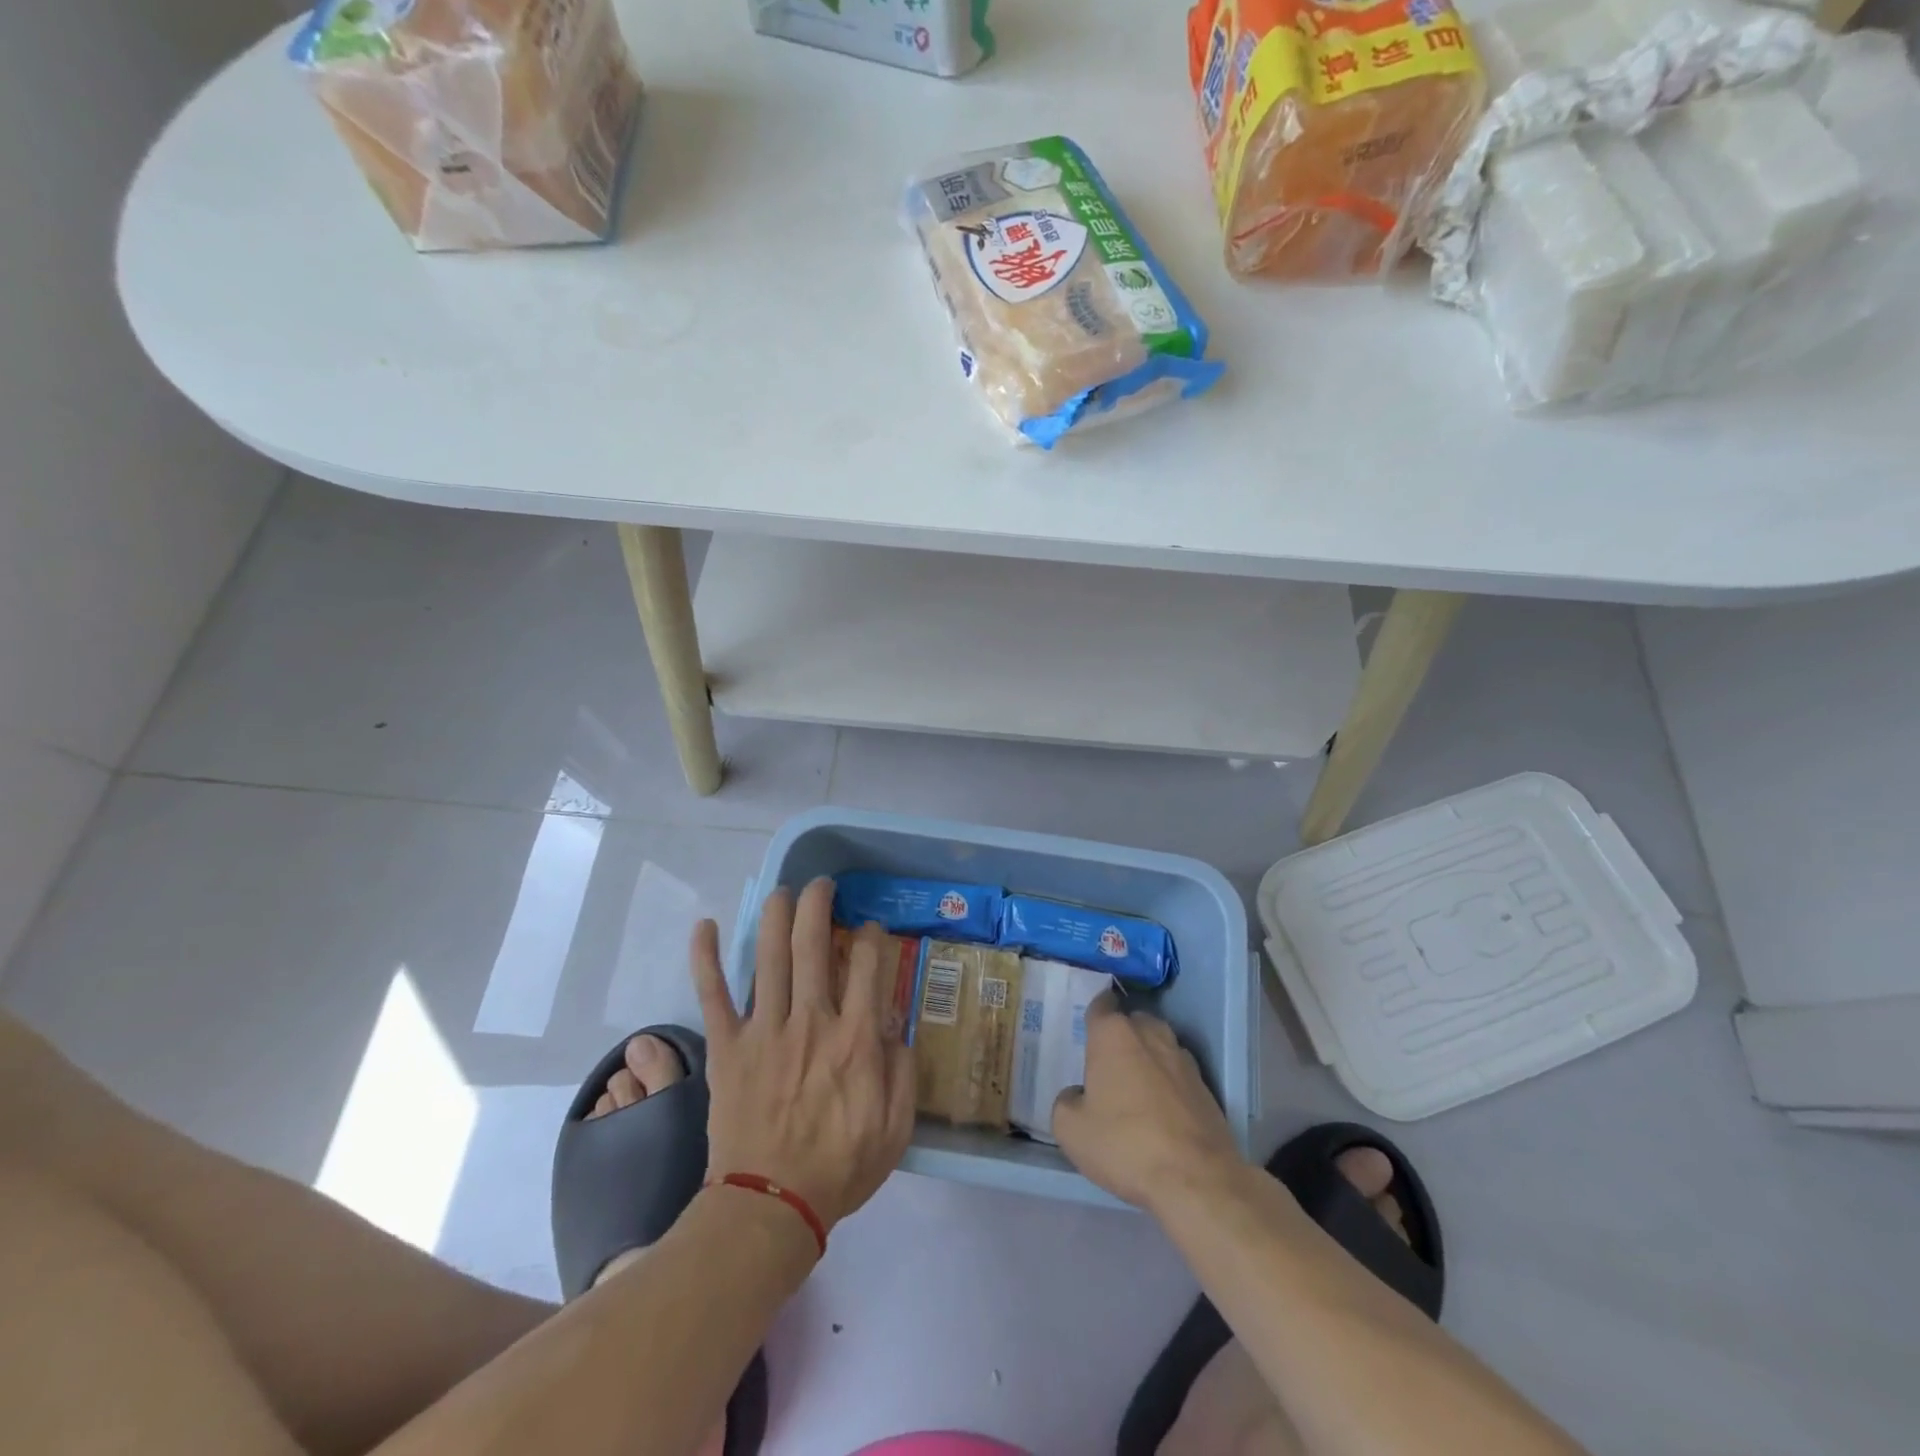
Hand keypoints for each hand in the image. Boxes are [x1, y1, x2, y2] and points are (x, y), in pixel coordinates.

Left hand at [692, 878, 916, 1234]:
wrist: (769, 1206)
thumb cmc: (839, 1168)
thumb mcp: (896, 1127)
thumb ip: (902, 1069)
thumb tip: (893, 1023)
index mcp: (855, 1039)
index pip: (868, 966)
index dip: (872, 937)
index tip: (870, 929)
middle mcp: (811, 1020)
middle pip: (813, 945)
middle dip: (818, 905)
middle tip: (821, 886)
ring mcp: (765, 1029)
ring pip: (769, 957)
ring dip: (774, 915)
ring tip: (782, 890)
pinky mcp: (728, 1046)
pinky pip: (713, 994)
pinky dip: (706, 958)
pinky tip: (704, 925)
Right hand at [1052, 992, 1243, 1213]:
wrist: (1196, 1180)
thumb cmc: (1124, 1144)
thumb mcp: (1070, 1129)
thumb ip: (1067, 1101)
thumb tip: (1079, 1095)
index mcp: (1114, 1034)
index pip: (1101, 1005)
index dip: (1093, 1014)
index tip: (1086, 1030)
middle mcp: (1151, 1035)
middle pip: (1133, 1022)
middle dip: (1122, 1036)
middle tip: (1107, 1065)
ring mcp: (1183, 1060)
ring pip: (1159, 1046)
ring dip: (1147, 1059)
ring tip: (1135, 1090)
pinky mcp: (1207, 1088)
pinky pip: (1179, 1075)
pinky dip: (1169, 1086)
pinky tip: (1161, 1115)